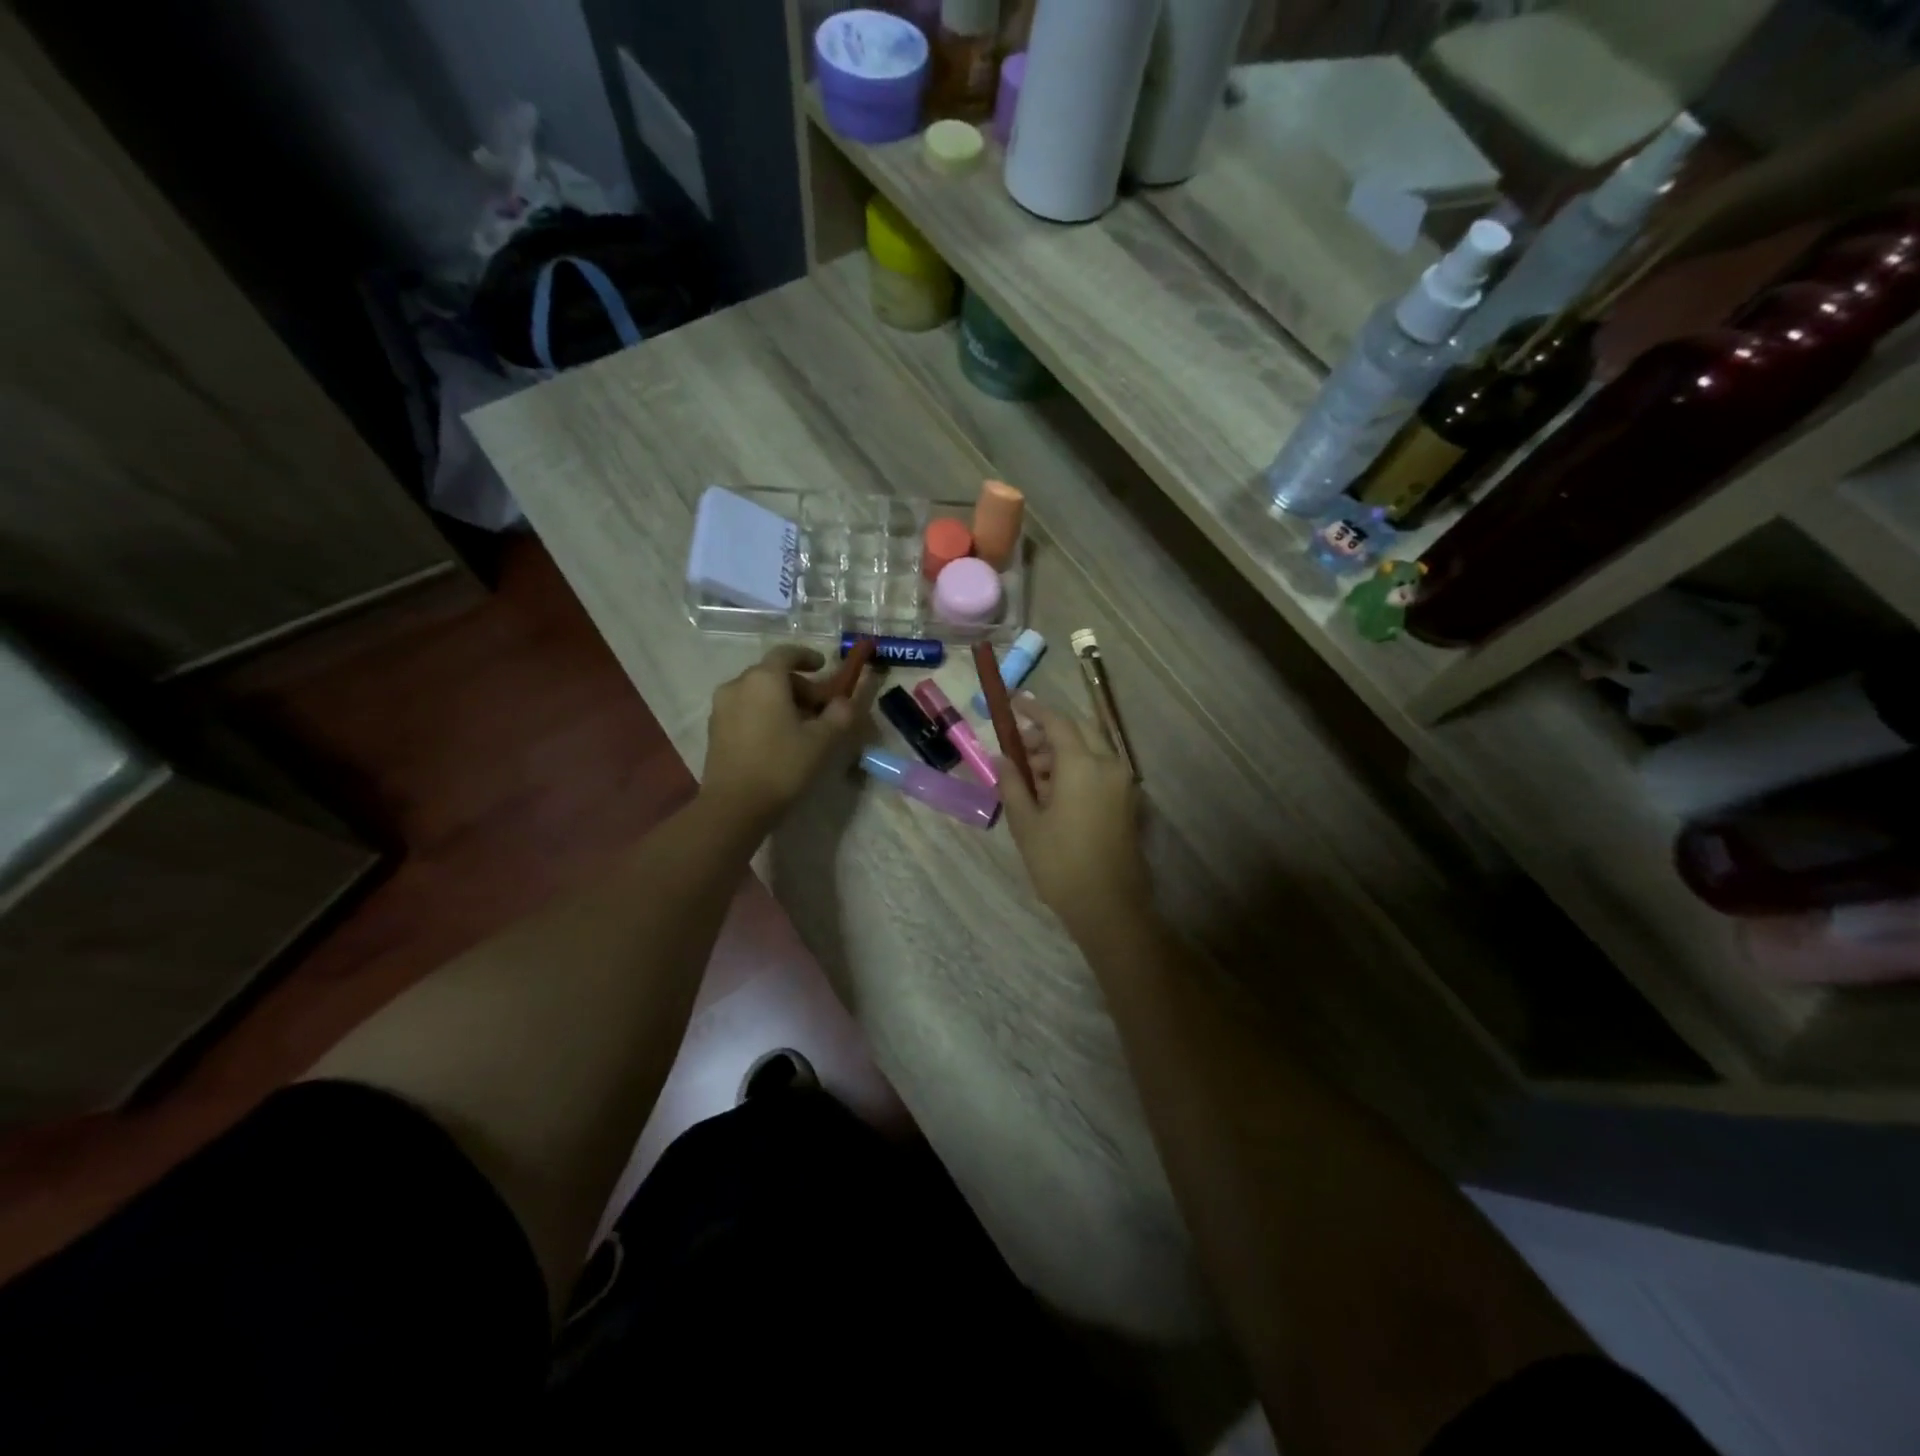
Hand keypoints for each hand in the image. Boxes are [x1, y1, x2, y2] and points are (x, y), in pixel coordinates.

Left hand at [700, 645, 866, 827]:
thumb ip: (840, 714)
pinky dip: (764, 714)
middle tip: (821, 708)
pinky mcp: (714, 729)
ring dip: (781, 701)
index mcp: (764, 679)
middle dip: (799, 686)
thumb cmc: (782, 766)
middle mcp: (737, 685)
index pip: (786, 653)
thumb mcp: (822, 740)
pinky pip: (744, 710)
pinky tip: (778, 739)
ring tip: (801, 727)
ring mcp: (721, 707)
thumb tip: (845, 701)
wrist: (734, 806)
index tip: (824, 666)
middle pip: (772, 674)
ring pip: (757, 693)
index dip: (807, 656)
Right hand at [996, 695, 1150, 938]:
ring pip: (1091, 749)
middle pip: (1078, 730)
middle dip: (1048, 732)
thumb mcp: (1026, 823)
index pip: (1056, 722)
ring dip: (1062, 752)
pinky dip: (1077, 767)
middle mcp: (1108, 765)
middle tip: (1020, 746)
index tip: (1014, 702)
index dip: (1033, 709)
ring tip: (1030, 775)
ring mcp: (1122, 783)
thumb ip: (1012, 784)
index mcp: (1082, 765)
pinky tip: (1052, 791)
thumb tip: (1002, 759)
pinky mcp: (1127, 801)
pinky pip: (1100, 769)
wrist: (1108, 906)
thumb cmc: (1060, 864)